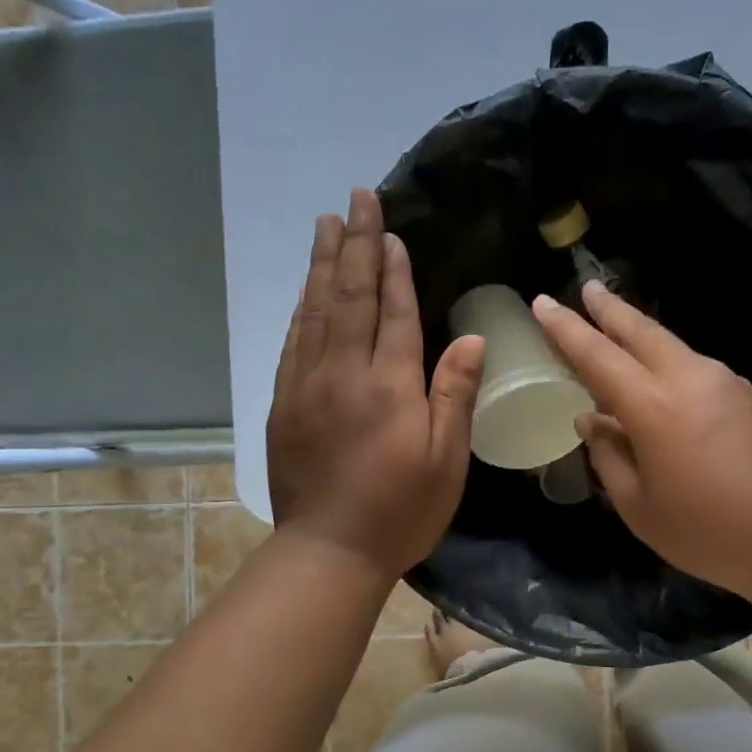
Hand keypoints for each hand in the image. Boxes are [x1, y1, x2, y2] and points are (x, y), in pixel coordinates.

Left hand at [267, 190, 484, 579]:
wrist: (328, 551)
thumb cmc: (400, 511)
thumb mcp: (446, 461)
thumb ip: (455, 395)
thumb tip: (468, 337)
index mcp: (388, 386)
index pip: (392, 313)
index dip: (394, 269)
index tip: (392, 231)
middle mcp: (342, 374)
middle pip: (349, 297)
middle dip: (356, 245)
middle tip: (355, 200)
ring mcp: (306, 385)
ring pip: (315, 311)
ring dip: (323, 264)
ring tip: (327, 225)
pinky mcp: (283, 403)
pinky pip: (292, 341)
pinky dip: (302, 307)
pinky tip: (306, 289)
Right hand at [532, 282, 751, 604]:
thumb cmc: (711, 533)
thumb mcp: (641, 508)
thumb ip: (610, 457)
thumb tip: (591, 420)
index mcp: (655, 407)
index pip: (598, 356)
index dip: (567, 329)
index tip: (542, 302)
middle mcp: (691, 379)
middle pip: (642, 330)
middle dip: (609, 308)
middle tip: (585, 288)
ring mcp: (726, 382)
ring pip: (672, 344)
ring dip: (639, 332)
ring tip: (616, 326)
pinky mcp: (749, 395)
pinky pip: (694, 365)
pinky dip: (667, 358)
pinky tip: (659, 374)